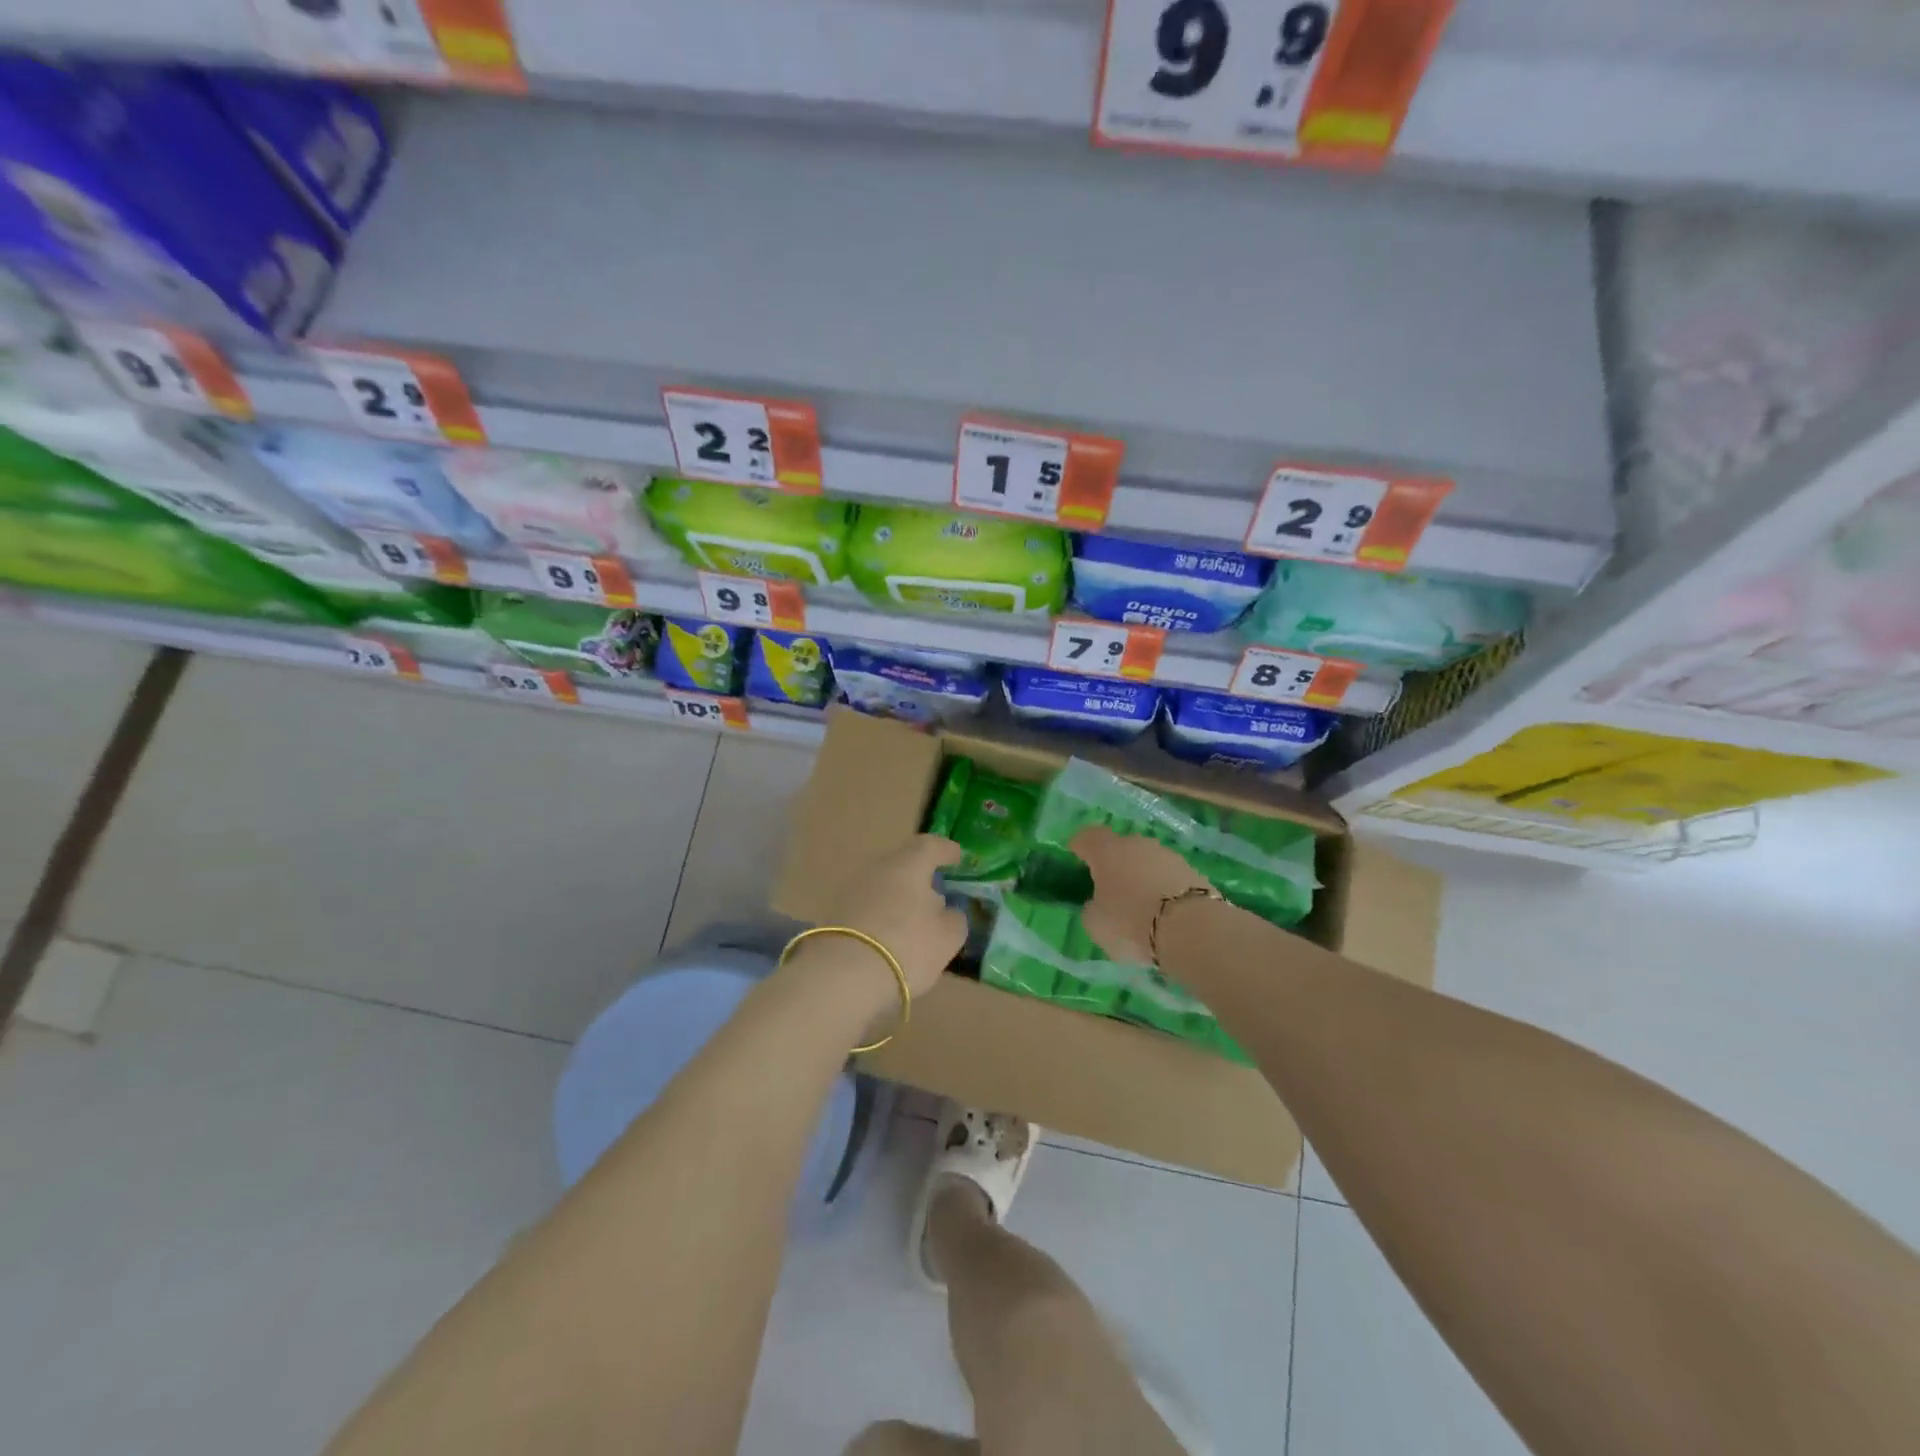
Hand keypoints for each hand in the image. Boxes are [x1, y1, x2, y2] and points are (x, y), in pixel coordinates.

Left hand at [815, 835, 967, 998]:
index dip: (946, 850)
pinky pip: (868, 905)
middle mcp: (878, 868)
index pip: (930, 845)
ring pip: (884, 884)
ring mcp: (852, 889)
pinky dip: (882, 914)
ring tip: (914, 919)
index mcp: (908, 864)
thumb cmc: (907, 947)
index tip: (958, 857)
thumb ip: (954, 918)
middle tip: (937, 892)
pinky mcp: (836, 913)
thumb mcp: (947, 937)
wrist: (843, 976)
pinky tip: (890, 935)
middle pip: (903, 863)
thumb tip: (946, 911)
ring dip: (900, 896)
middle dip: (921, 875)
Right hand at [1070, 827, 1210, 964]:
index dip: (1079, 846)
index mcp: (1107, 851)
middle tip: (1109, 886)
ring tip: (1140, 903)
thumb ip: (1092, 908)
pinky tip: (1163, 910)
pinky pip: (1168, 877)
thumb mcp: (1096, 923)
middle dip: (1114, 863)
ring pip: (1147, 861)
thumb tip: (1098, 903)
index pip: (1087, 837)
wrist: (1191, 929)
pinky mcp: (1193, 872)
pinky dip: (1163, 889)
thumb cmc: (1131, 922)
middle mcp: (1137, 844)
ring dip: (1141, 876)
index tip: (1075, 856)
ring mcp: (1168, 855)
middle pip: (1120, 847)